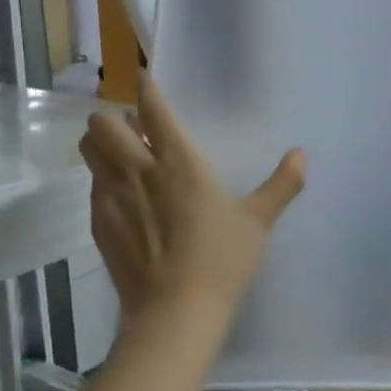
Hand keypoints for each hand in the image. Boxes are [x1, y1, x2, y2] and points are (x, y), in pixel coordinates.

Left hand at [79, 75, 305, 317]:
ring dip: (100, 144)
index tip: (145, 79)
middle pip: (103, 123)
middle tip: (134, 130)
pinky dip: (102, 179)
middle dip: (113, 117)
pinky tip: (123, 198)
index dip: (146, 88)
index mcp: (180, 162)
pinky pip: (92, 185)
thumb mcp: (257, 222)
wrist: (174, 311)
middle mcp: (139, 170)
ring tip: (121, 155)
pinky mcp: (98, 222)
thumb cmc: (221, 261)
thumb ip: (281, 184)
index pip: (153, 109)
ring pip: (88, 149)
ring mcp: (112, 196)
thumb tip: (302, 155)